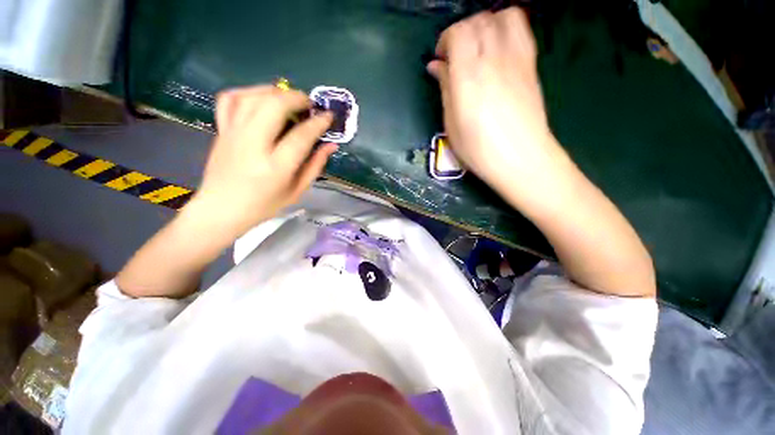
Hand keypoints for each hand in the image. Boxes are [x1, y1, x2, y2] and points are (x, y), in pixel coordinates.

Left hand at [191, 85, 335, 236]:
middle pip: (274, 106)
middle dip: (296, 98)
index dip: (318, 123)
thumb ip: (315, 165)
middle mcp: (253, 145)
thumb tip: (331, 145)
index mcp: (276, 167)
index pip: (301, 136)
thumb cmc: (265, 205)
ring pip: (253, 97)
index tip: (328, 116)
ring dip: (275, 91)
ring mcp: (233, 134)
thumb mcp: (297, 190)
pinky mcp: (221, 129)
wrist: (222, 208)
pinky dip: (248, 92)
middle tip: (309, 104)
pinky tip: (261, 98)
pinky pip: (231, 99)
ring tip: (289, 99)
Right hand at [427, 8, 557, 190]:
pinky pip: (521, 30)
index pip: (459, 33)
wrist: (521, 158)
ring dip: (486, 26)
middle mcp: (494, 60)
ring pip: (503, 17)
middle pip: (479, 21)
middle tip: (456, 55)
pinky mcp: (531, 65)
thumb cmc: (479, 149)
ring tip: (478, 48)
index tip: (441, 58)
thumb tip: (436, 67)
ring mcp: (517, 60)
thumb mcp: (452, 124)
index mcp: (469, 78)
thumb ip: (445, 89)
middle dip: (463, 32)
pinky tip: (498, 50)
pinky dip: (506, 29)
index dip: (446, 39)